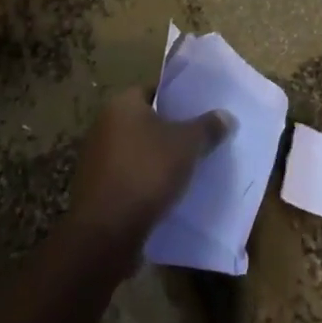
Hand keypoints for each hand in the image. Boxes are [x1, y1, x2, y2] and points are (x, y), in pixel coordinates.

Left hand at [68, 87, 233, 249]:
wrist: (106, 232)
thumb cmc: (147, 172)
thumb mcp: (188, 145)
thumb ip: (208, 127)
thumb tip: (226, 116)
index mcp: (122, 104)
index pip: (153, 90)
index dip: (178, 99)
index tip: (199, 110)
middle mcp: (103, 125)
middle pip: (144, 120)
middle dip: (169, 129)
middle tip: (197, 137)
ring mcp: (96, 158)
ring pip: (136, 150)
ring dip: (156, 157)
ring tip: (186, 166)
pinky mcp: (95, 189)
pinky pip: (127, 175)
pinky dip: (144, 180)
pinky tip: (165, 191)